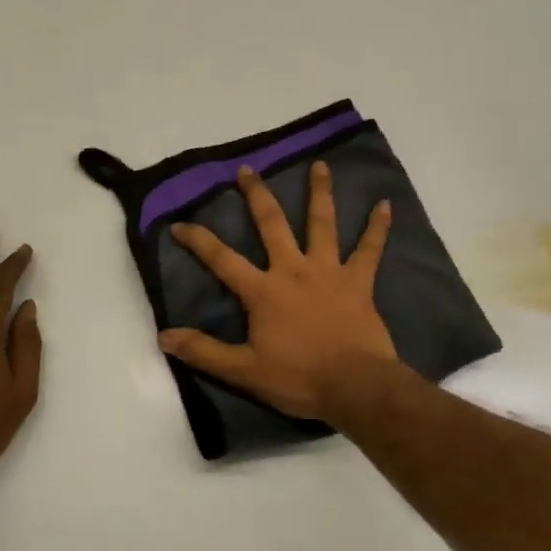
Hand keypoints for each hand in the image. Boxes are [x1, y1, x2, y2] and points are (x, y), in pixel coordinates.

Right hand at [159, 162, 400, 423]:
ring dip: (320, 192)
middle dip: (257, 195)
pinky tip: (386, 205)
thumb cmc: (298, 378)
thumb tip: (164, 336)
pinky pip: (370, 249)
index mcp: (263, 290)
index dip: (198, 240)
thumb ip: (204, 351)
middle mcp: (293, 270)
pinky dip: (378, 228)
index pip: (222, 259)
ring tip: (321, 164)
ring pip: (323, 223)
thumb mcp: (244, 371)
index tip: (179, 223)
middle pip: (272, 224)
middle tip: (248, 170)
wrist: (355, 386)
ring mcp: (329, 271)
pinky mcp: (358, 281)